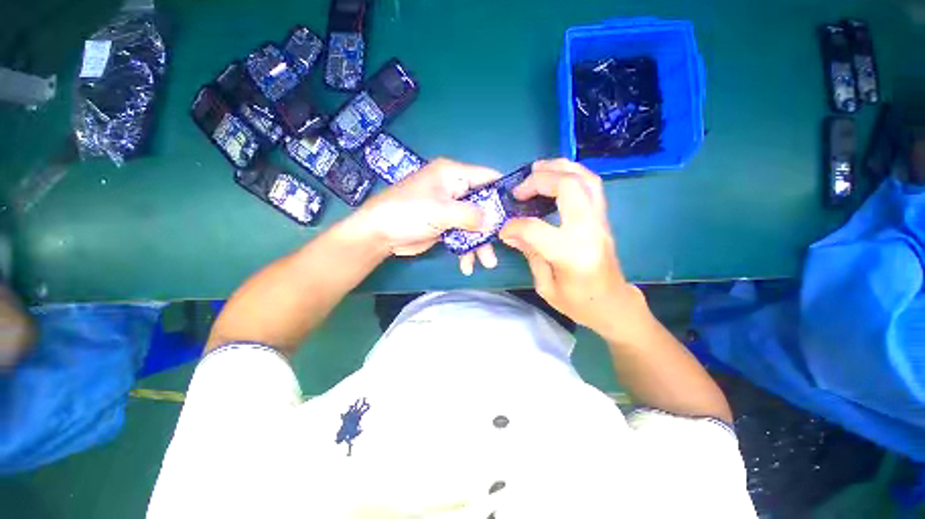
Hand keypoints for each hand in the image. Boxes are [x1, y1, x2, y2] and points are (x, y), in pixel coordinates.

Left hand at [355, 158, 501, 274]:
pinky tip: (466, 265)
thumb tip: (495, 221)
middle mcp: (454, 189)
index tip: (516, 212)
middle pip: (483, 205)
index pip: (487, 177)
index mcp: (453, 175)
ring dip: (479, 244)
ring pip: (473, 224)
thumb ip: (471, 215)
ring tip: (486, 263)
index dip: (503, 192)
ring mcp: (449, 209)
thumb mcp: (441, 211)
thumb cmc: (408, 213)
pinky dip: (466, 249)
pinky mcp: (444, 225)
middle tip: (501, 245)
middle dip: (491, 227)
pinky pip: (462, 235)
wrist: (379, 234)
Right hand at [499, 159, 643, 334]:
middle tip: (519, 188)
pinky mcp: (603, 218)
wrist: (614, 305)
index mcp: (571, 253)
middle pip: (568, 187)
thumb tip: (511, 232)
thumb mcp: (546, 286)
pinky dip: (572, 174)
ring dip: (559, 167)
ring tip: (536, 169)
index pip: (535, 228)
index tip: (504, 230)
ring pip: (585, 179)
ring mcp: (601, 221)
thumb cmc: (579, 304)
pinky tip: (555, 177)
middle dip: (539, 181)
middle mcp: (589, 230)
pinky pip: (592, 185)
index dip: (514, 226)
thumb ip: (530, 254)